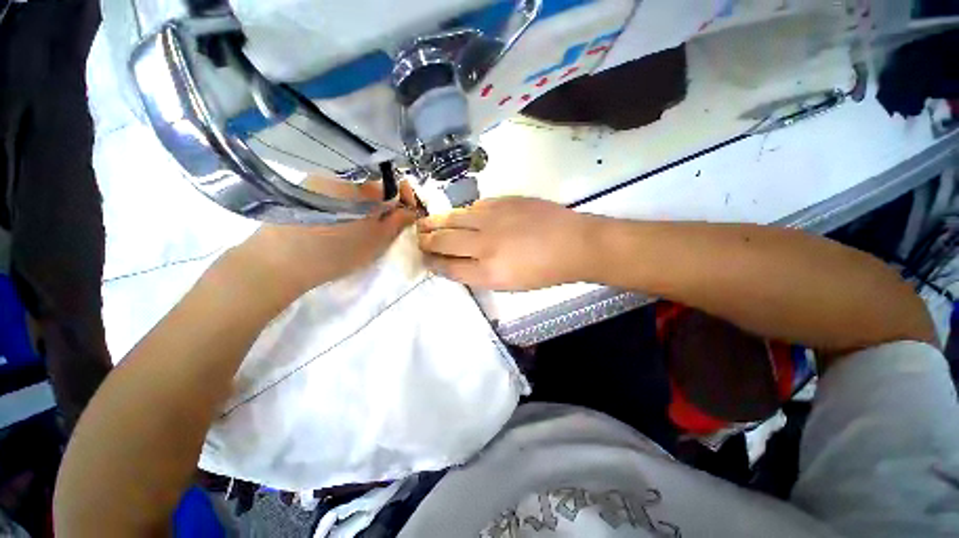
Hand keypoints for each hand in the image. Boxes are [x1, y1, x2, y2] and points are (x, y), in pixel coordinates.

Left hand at [235, 176, 415, 299]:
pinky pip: (334, 193)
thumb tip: (411, 209)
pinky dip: (343, 205)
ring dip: (362, 205)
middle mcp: (342, 175)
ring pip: (353, 190)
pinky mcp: (303, 189)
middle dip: (382, 204)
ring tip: (358, 227)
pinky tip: (337, 223)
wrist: (280, 261)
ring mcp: (319, 179)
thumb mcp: (378, 239)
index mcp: (364, 186)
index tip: (405, 216)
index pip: (394, 187)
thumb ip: (399, 221)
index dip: (403, 201)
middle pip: (373, 187)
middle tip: (381, 227)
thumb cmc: (338, 251)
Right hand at [417, 197, 593, 289]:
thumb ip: (480, 273)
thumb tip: (459, 262)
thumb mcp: (511, 284)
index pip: (448, 267)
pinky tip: (462, 216)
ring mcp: (493, 219)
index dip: (432, 263)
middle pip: (444, 241)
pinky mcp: (503, 202)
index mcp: (488, 272)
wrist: (574, 244)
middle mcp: (484, 245)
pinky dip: (464, 213)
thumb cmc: (545, 272)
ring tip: (425, 222)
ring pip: (453, 218)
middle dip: (426, 240)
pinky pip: (474, 206)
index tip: (424, 259)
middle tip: (418, 238)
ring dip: (436, 222)